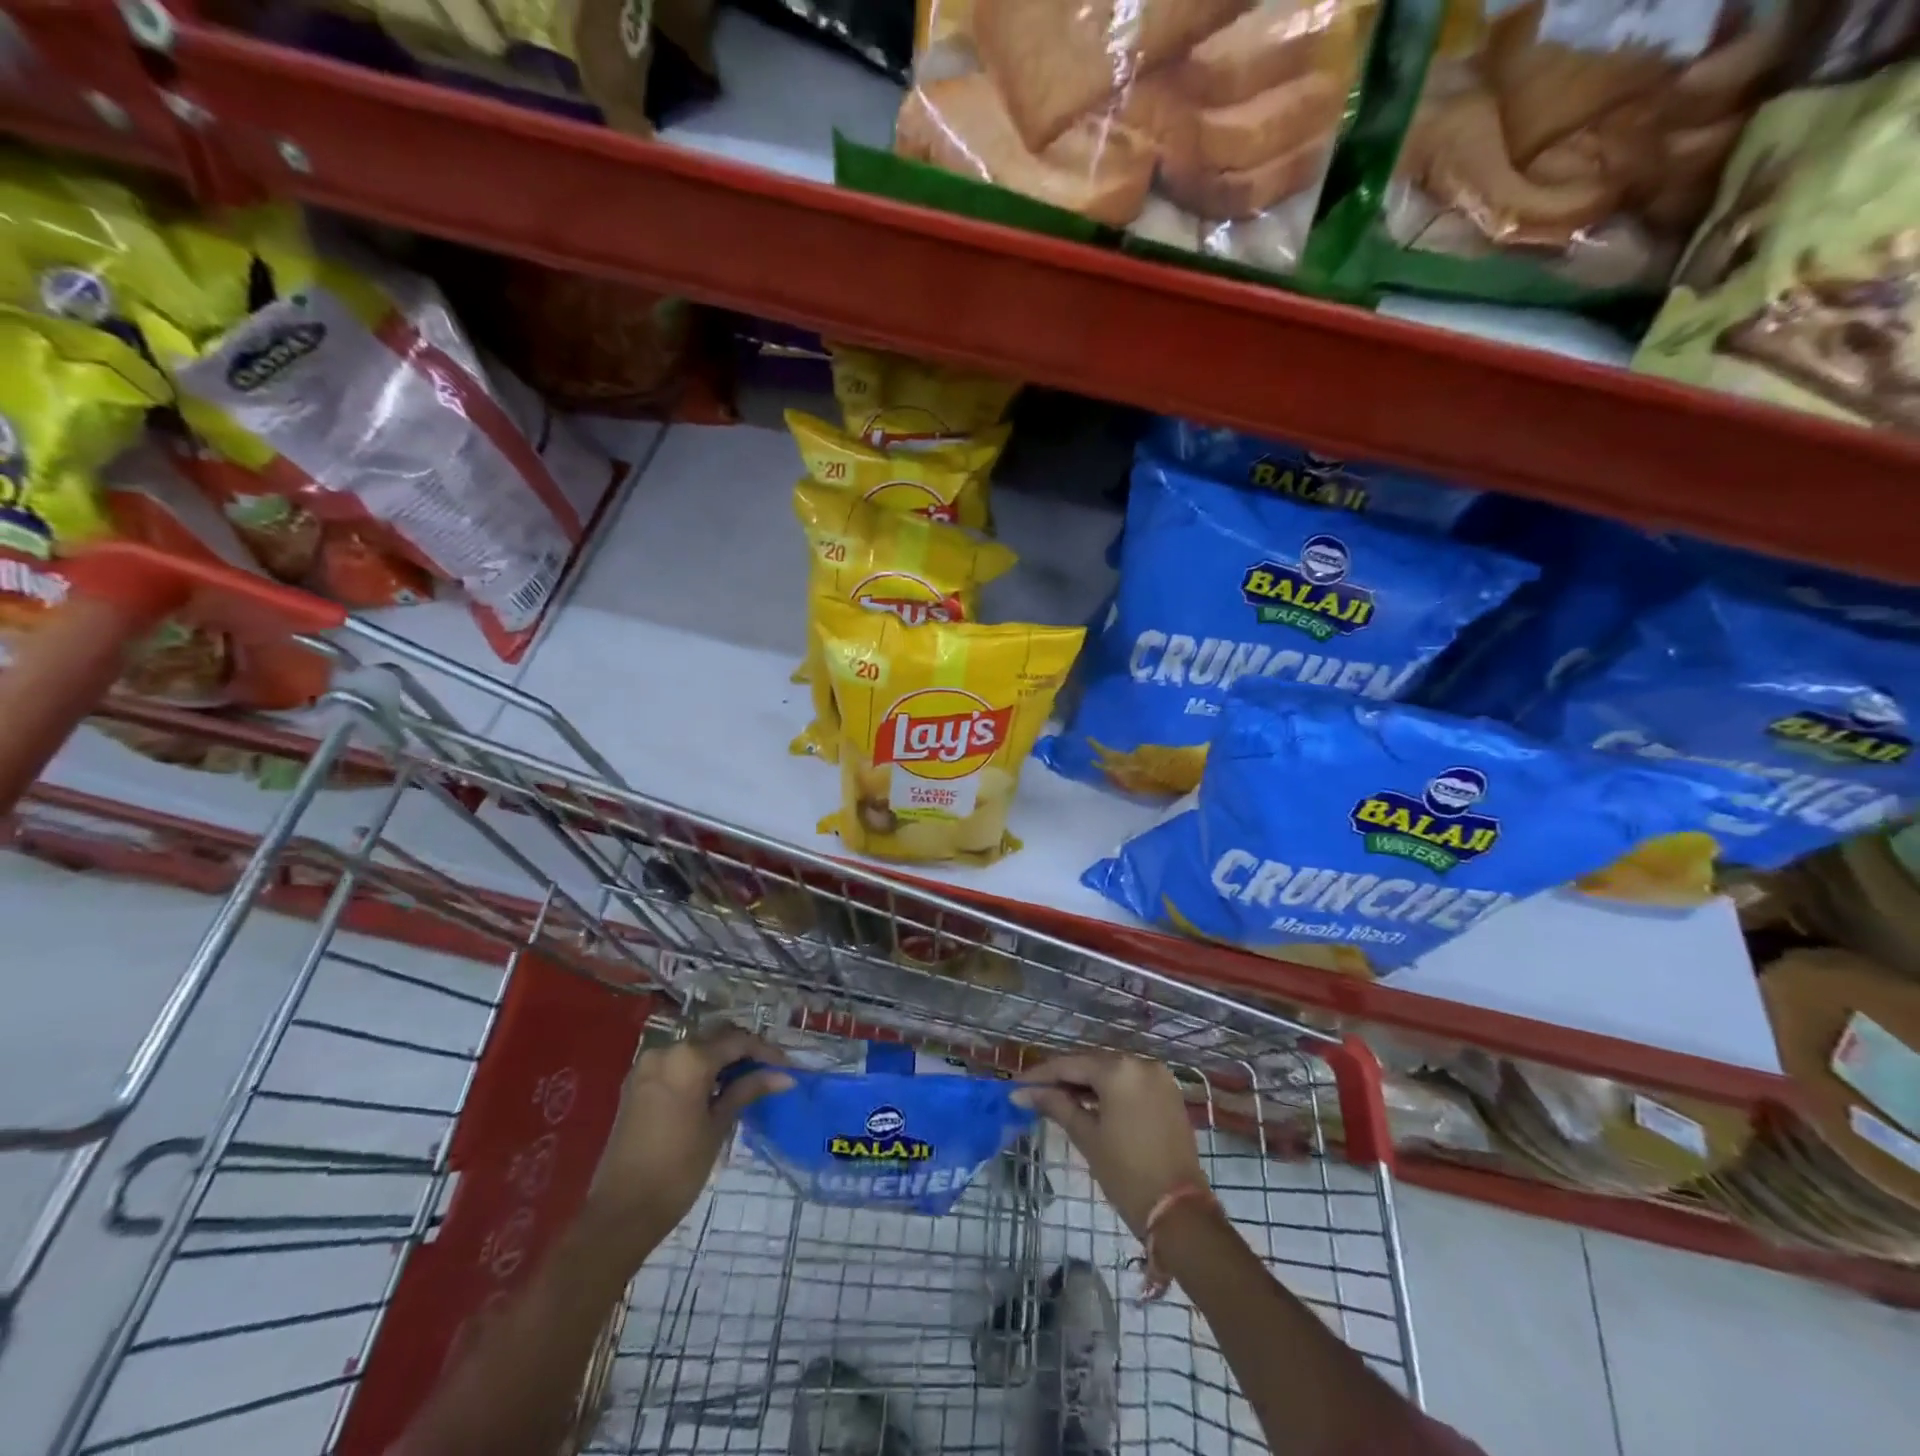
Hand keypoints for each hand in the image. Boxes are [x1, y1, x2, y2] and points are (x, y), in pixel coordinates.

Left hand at [586, 1027, 792, 1255]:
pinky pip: (676, 1063)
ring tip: (745, 1082)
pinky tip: (714, 1089)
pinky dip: (698, 1070)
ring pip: (695, 1049)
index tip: (787, 1068)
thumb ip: (747, 1091)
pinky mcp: (636, 1083)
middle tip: (769, 1072)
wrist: (620, 1213)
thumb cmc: (677, 1170)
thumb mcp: (718, 1127)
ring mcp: (647, 1065)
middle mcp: (666, 1051)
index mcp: (689, 1058)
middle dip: (743, 1052)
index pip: (738, 1042)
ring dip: (721, 1060)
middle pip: (715, 1039)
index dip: (766, 1052)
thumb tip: (784, 1076)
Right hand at [1016, 1053, 1207, 1236]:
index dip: (1041, 1074)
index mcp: (1119, 1070)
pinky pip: (1130, 1081)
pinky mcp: (1168, 1092)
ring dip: (1085, 1083)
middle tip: (1033, 1092)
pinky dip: (1109, 1090)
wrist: (1180, 1212)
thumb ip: (1056, 1105)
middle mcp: (1140, 1063)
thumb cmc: (1126, 1174)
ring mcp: (1158, 1076)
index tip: (1017, 1085)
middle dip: (1063, 1077)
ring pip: (1111, 1071)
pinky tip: (1088, 1102)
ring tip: (1056, 1098)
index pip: (1071, 1064)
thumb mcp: (1087, 1137)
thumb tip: (1022, 1093)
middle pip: (1092, 1063)